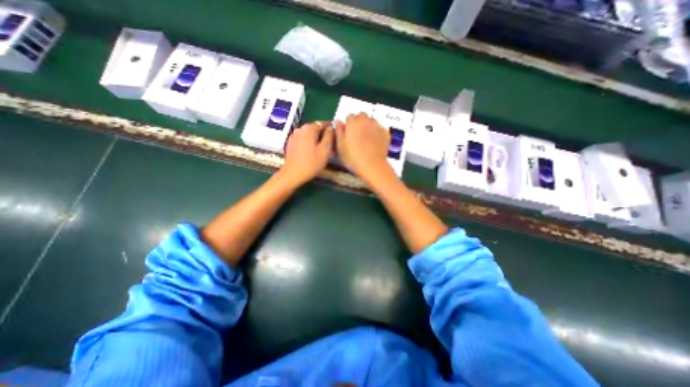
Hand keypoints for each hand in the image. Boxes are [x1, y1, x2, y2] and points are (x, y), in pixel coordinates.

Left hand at [280, 121, 333, 185]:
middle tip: (331, 145)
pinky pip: (303, 139)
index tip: (337, 136)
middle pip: (316, 128)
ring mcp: (294, 135)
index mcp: (309, 128)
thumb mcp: (325, 150)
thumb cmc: (311, 163)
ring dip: (316, 139)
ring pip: (309, 134)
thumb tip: (332, 128)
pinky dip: (309, 143)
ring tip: (322, 149)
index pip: (324, 123)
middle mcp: (300, 128)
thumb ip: (330, 136)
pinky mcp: (290, 143)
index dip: (332, 128)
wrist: (292, 174)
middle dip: (324, 134)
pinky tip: (312, 152)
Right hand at [335, 114, 393, 183]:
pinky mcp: (385, 133)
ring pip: (371, 122)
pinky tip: (374, 143)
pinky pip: (379, 129)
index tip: (348, 134)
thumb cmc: (352, 157)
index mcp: (353, 122)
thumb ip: (339, 131)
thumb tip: (338, 121)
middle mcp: (366, 120)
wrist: (372, 166)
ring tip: (366, 140)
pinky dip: (377, 133)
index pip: (349, 117)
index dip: (348, 125)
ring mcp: (377, 126)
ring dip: (368, 127)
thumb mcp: (340, 146)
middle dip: (359, 123)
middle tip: (357, 136)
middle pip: (361, 116)